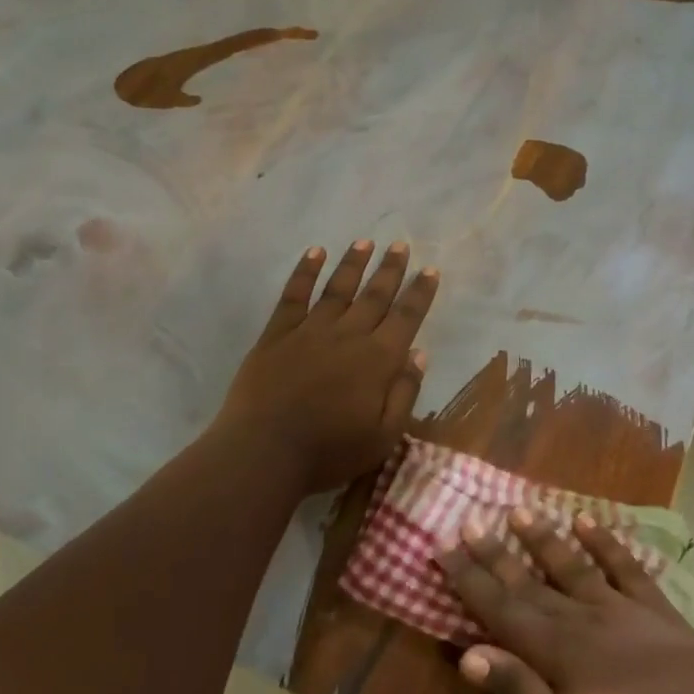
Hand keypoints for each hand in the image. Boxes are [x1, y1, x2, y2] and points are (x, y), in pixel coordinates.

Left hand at [212, 241, 438, 495]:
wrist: (263, 452)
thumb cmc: (329, 451)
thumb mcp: (383, 435)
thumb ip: (404, 393)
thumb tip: (419, 353)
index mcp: (378, 360)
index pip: (406, 317)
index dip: (420, 293)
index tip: (430, 270)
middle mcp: (348, 335)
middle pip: (375, 296)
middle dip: (390, 269)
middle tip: (400, 245)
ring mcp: (310, 330)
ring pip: (338, 288)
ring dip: (353, 263)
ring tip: (365, 241)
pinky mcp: (277, 334)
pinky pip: (294, 295)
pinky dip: (305, 272)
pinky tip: (314, 253)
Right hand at [439, 510, 693, 693]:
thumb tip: (470, 653)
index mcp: (558, 654)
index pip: (501, 609)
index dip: (470, 579)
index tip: (444, 548)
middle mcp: (583, 620)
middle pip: (529, 581)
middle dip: (495, 552)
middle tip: (468, 521)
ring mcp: (622, 610)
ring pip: (572, 565)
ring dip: (543, 538)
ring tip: (519, 509)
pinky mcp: (656, 611)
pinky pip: (625, 567)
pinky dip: (605, 542)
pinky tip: (588, 521)